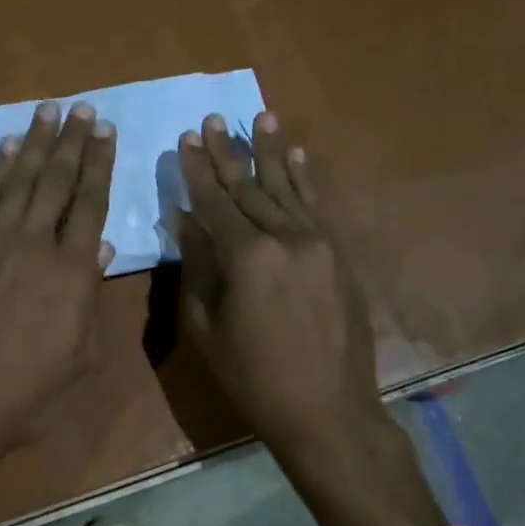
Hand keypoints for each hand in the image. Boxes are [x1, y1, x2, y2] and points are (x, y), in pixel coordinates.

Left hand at [0, 101, 115, 493]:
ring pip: (19, 180)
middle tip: (84, 108)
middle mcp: (34, 244)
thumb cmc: (23, 396)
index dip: (100, 165)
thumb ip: (90, 300)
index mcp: (72, 273)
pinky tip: (6, 146)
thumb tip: (98, 247)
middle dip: (73, 141)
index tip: (107, 132)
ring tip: (49, 111)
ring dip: (36, 143)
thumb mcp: (78, 359)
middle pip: (57, 181)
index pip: (91, 204)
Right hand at [177, 112, 443, 525]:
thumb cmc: (253, 378)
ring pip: (287, 188)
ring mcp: (319, 243)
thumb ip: (197, 268)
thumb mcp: (207, 328)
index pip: (215, 202)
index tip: (185, 138)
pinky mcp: (339, 255)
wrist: (327, 409)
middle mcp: (287, 238)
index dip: (197, 171)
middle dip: (228, 154)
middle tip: (212, 119)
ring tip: (259, 116)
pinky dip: (304, 179)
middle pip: (250, 188)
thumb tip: (186, 221)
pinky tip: (296, 155)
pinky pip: (317, 207)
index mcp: (248, 257)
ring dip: (270, 152)